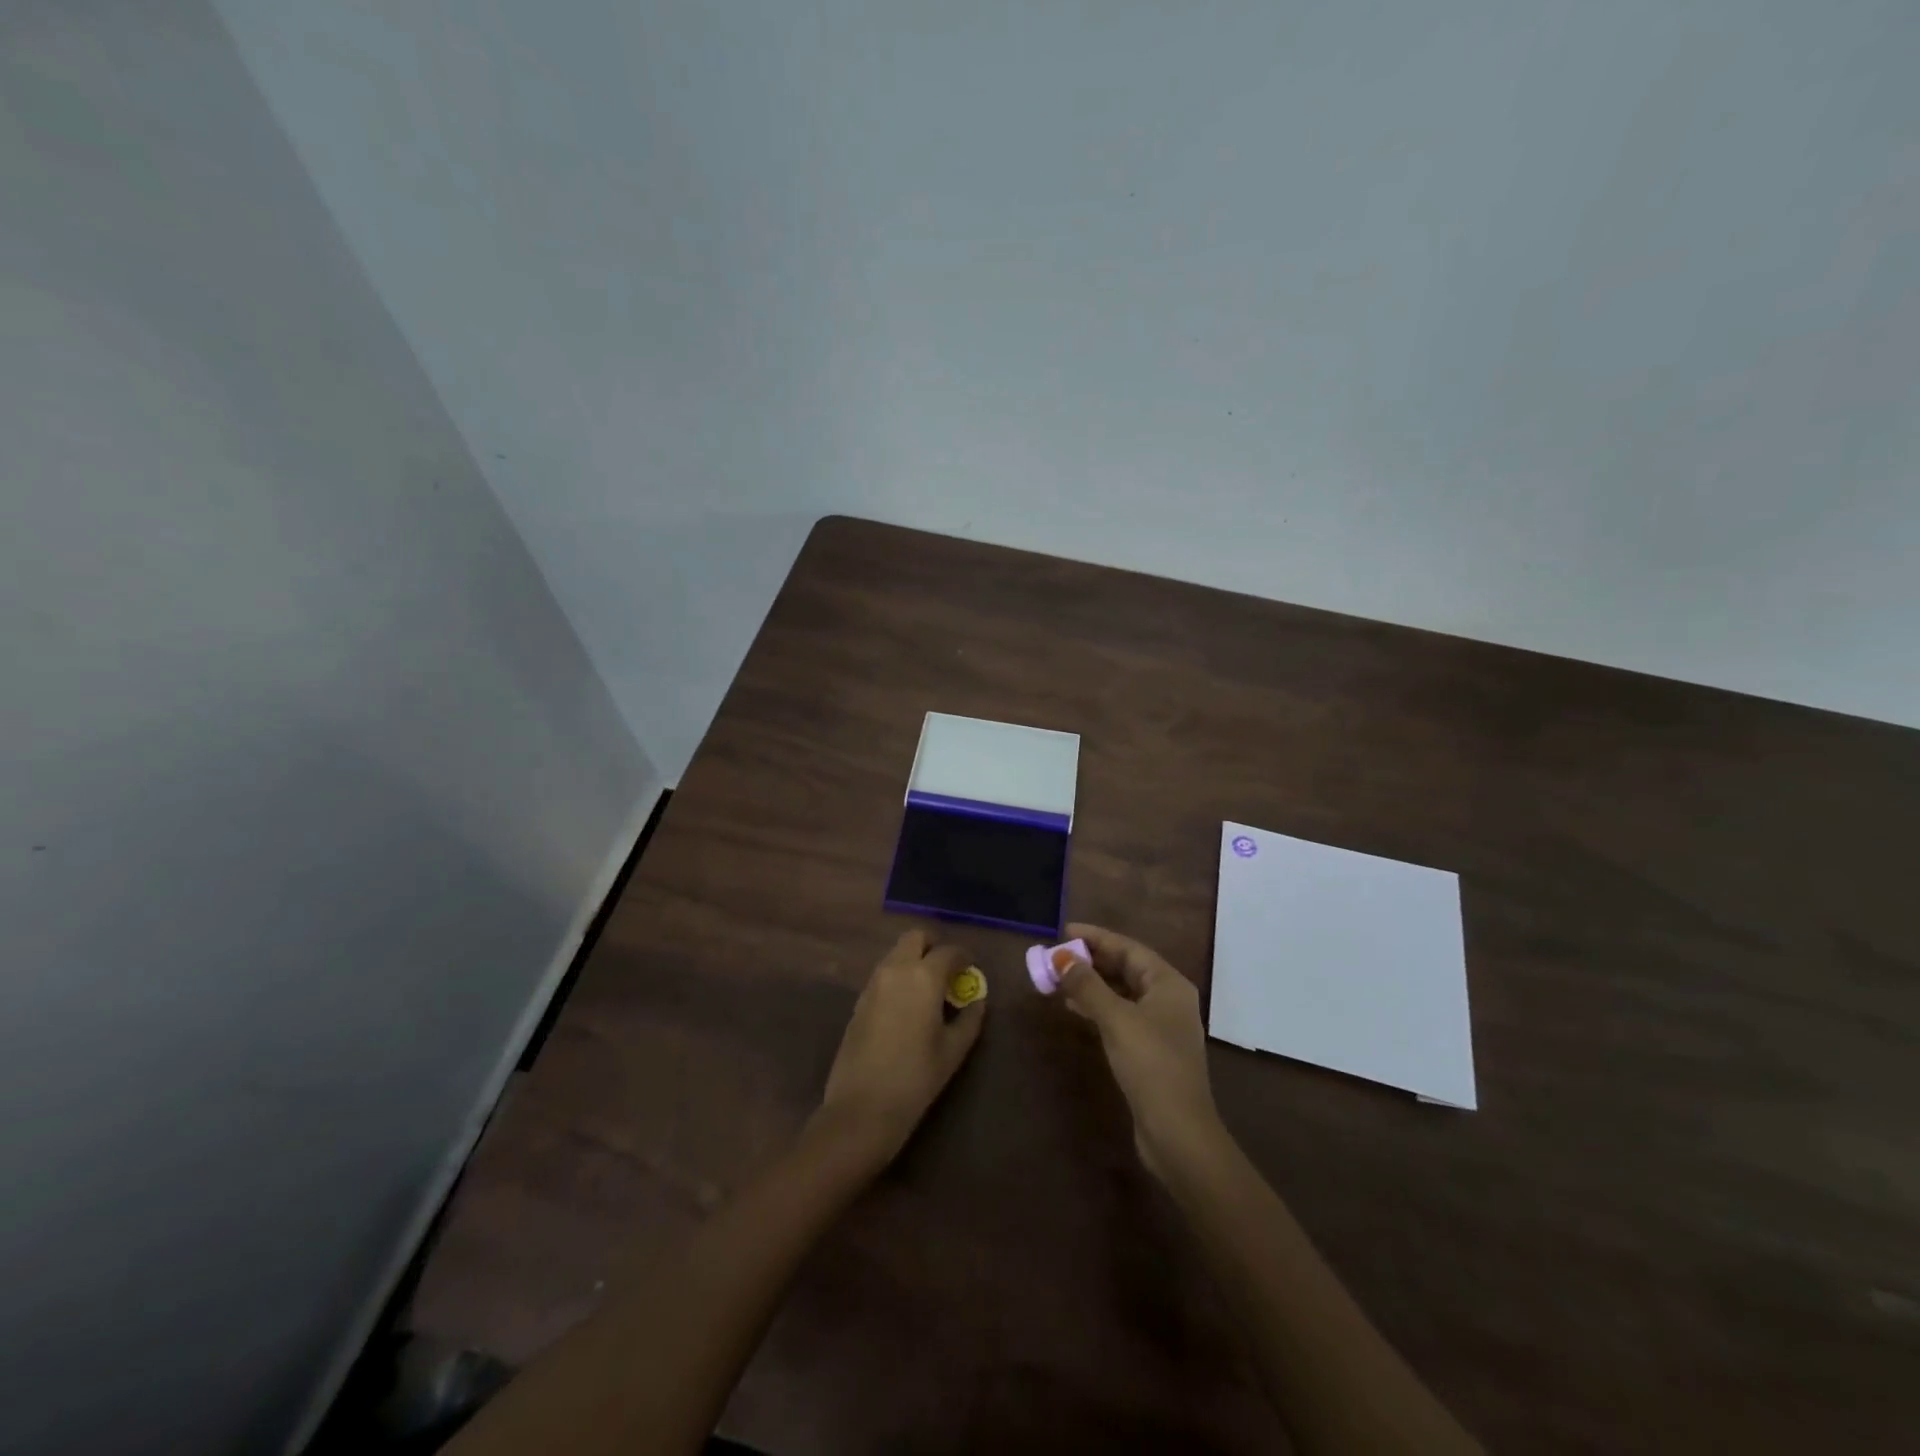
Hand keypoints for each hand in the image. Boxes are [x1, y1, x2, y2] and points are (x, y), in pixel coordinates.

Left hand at [817, 928, 986, 1167]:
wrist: (862, 1108)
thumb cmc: (916, 1078)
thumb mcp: (953, 1050)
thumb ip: (970, 1018)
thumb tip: (976, 1000)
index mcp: (923, 977)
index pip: (949, 951)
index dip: (964, 957)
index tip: (971, 969)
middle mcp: (896, 970)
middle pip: (915, 938)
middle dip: (933, 946)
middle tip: (947, 969)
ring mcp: (873, 983)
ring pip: (896, 954)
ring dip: (914, 960)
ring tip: (929, 989)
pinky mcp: (859, 1000)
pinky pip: (883, 974)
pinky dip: (898, 976)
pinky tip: (908, 1005)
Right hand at [1055, 922, 1220, 1179]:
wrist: (1178, 1131)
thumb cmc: (1150, 1064)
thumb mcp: (1116, 1019)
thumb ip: (1087, 986)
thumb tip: (1062, 958)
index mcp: (1168, 983)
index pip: (1129, 948)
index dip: (1096, 938)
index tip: (1064, 931)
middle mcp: (1168, 999)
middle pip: (1126, 968)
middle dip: (1091, 961)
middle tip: (1056, 955)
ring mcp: (1160, 1026)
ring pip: (1121, 993)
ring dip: (1091, 984)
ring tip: (1058, 978)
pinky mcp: (1150, 1050)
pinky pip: (1120, 1015)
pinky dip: (1097, 1007)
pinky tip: (1073, 1009)